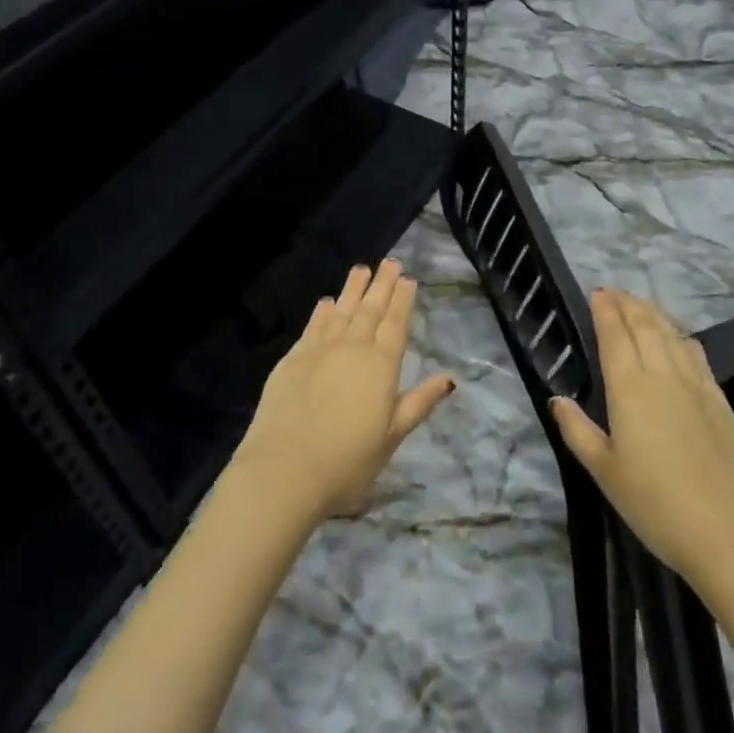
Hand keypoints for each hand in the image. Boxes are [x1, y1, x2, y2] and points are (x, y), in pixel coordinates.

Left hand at [234, 260, 454, 523]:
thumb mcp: (391, 438)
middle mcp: (353, 348)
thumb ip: (418, 404)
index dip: (402, 301)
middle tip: (390, 262)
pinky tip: (327, 302)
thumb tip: (448, 378)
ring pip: (342, 310)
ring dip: (353, 289)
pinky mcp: (293, 358)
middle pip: (371, 310)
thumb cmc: (347, 462)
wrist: (284, 470)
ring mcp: (320, 350)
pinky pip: (313, 326)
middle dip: (382, 285)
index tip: (407, 279)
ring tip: (362, 269)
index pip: (396, 324)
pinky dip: (323, 311)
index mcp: (382, 366)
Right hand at [551, 290, 733, 588]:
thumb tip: (558, 399)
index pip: (615, 335)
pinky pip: (697, 354)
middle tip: (614, 292)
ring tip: (640, 306)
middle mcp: (663, 375)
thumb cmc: (657, 506)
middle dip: (628, 303)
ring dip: (654, 313)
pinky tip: (680, 339)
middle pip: (646, 325)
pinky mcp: (722, 402)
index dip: (605, 310)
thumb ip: (578, 431)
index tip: (596, 293)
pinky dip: (682, 336)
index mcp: (630, 388)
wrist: (732, 536)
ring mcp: (697, 386)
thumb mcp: (605, 473)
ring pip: (673, 334)